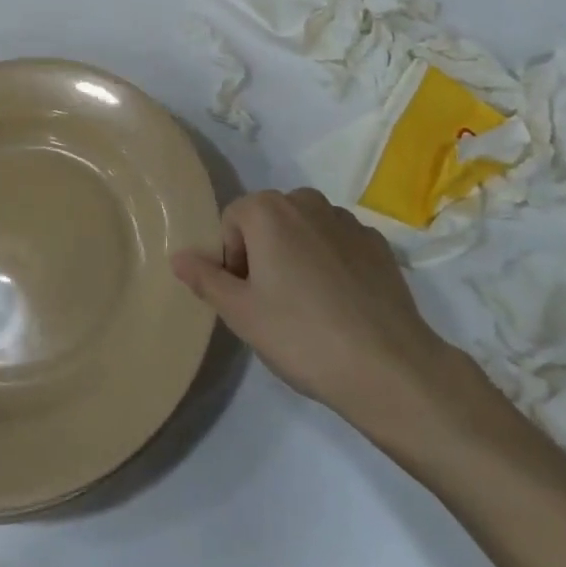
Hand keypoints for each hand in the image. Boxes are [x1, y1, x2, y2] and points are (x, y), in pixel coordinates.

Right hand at [170, 188, 457, 437]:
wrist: (387, 365)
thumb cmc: (301, 335)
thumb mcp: (241, 313)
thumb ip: (206, 278)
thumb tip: (177, 255)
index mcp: (269, 210)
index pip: (232, 220)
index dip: (230, 258)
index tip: (245, 296)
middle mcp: (307, 201)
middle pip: (269, 219)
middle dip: (263, 252)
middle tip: (271, 303)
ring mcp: (347, 220)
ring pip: (305, 229)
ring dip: (297, 254)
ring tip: (308, 305)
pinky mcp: (377, 243)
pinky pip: (339, 243)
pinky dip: (332, 262)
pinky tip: (341, 304)